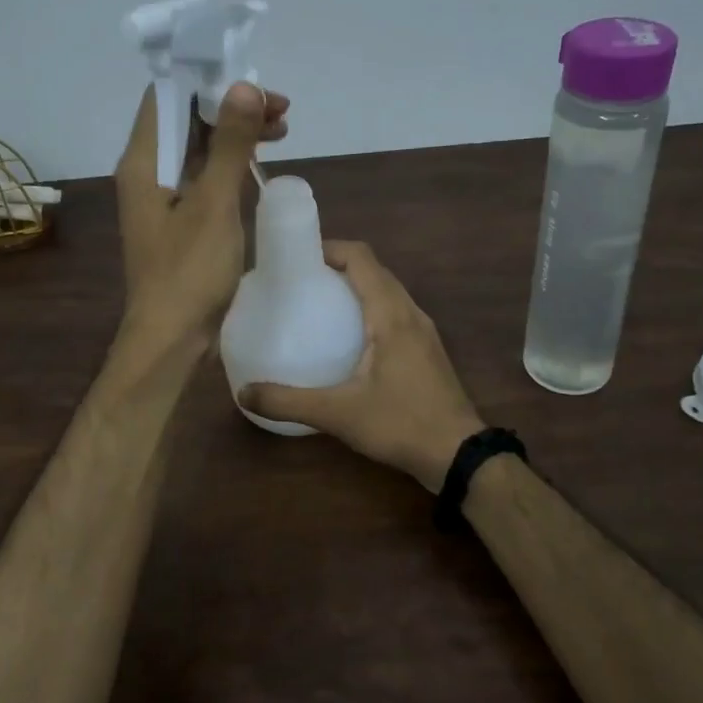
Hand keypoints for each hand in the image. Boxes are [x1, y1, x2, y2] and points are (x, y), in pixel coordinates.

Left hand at [114, 82, 289, 353]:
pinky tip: (258, 164)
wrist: (171, 339)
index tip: (253, 82)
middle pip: (186, 119)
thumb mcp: (214, 203)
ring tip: (281, 130)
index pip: (167, 96)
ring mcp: (162, 197)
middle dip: (231, 106)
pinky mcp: (179, 220)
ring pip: (198, 147)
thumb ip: (228, 144)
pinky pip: (203, 175)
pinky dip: (230, 163)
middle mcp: (147, 172)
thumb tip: (242, 87)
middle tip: (280, 110)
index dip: (208, 80)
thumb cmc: (189, 272)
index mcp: (144, 162)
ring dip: (236, 134)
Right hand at [240, 241, 484, 491]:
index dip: (330, 248)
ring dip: (357, 287)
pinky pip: (396, 312)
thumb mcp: (338, 414)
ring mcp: (424, 331)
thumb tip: (243, 393)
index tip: (298, 258)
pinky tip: (350, 338)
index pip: (362, 258)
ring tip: (321, 304)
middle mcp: (411, 313)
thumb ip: (289, 402)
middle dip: (339, 266)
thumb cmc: (401, 424)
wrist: (459, 454)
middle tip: (301, 282)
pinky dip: (371, 308)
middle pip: (375, 270)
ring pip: (389, 291)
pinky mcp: (428, 350)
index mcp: (391, 315)